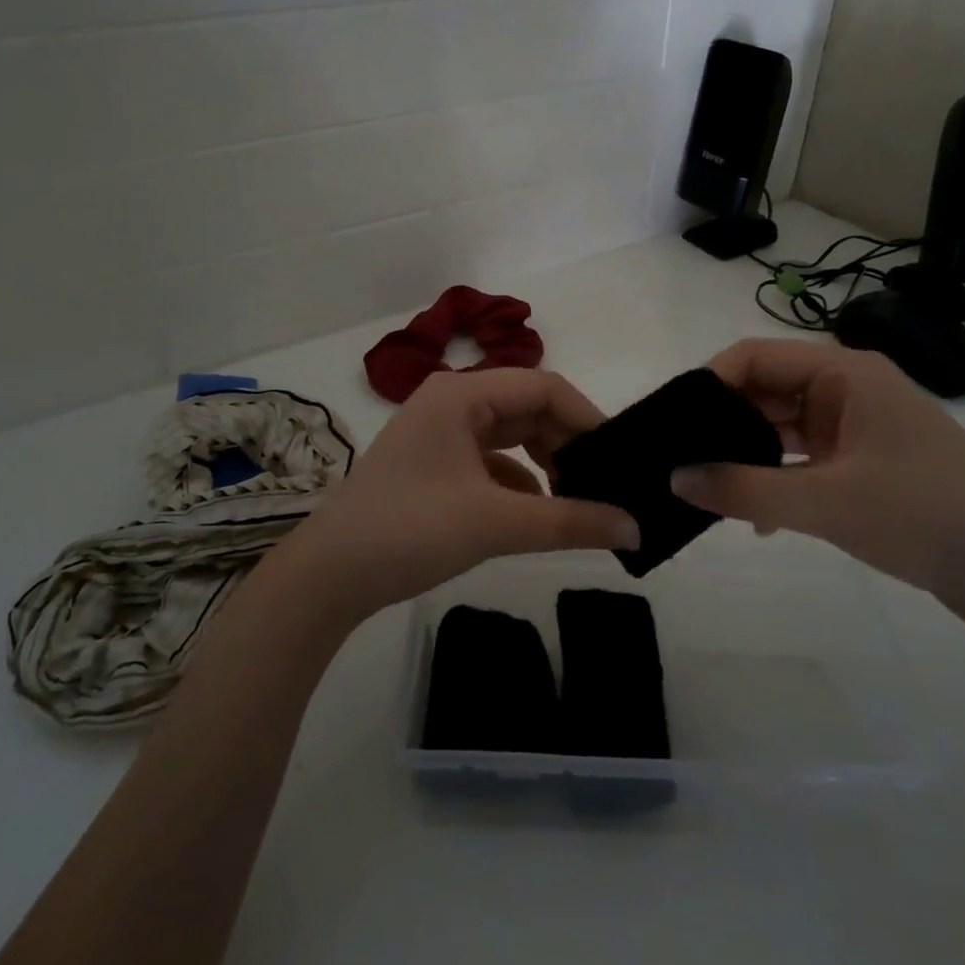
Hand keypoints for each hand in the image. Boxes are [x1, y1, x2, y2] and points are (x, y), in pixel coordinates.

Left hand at [279, 369, 639, 622]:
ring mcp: (439, 433)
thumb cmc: (410, 530)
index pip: (544, 388)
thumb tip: (636, 529)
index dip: (588, 418)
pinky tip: (539, 514)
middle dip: (569, 445)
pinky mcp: (434, 465)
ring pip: (511, 436)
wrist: (328, 576)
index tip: (620, 459)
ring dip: (546, 464)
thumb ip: (571, 521)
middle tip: (608, 484)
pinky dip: (519, 482)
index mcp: (462, 394)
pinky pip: (491, 462)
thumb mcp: (496, 523)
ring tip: (581, 499)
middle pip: (528, 410)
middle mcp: (451, 402)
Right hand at [670, 338, 964, 633]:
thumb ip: (743, 489)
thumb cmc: (925, 516)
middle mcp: (848, 391)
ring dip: (746, 456)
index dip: (709, 383)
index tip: (672, 423)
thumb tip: (674, 478)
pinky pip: (803, 462)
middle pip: (766, 392)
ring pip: (782, 430)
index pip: (755, 357)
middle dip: (722, 424)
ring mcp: (858, 430)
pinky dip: (776, 482)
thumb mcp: (826, 502)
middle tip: (676, 459)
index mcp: (843, 374)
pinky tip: (756, 520)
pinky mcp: (866, 467)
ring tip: (703, 488)